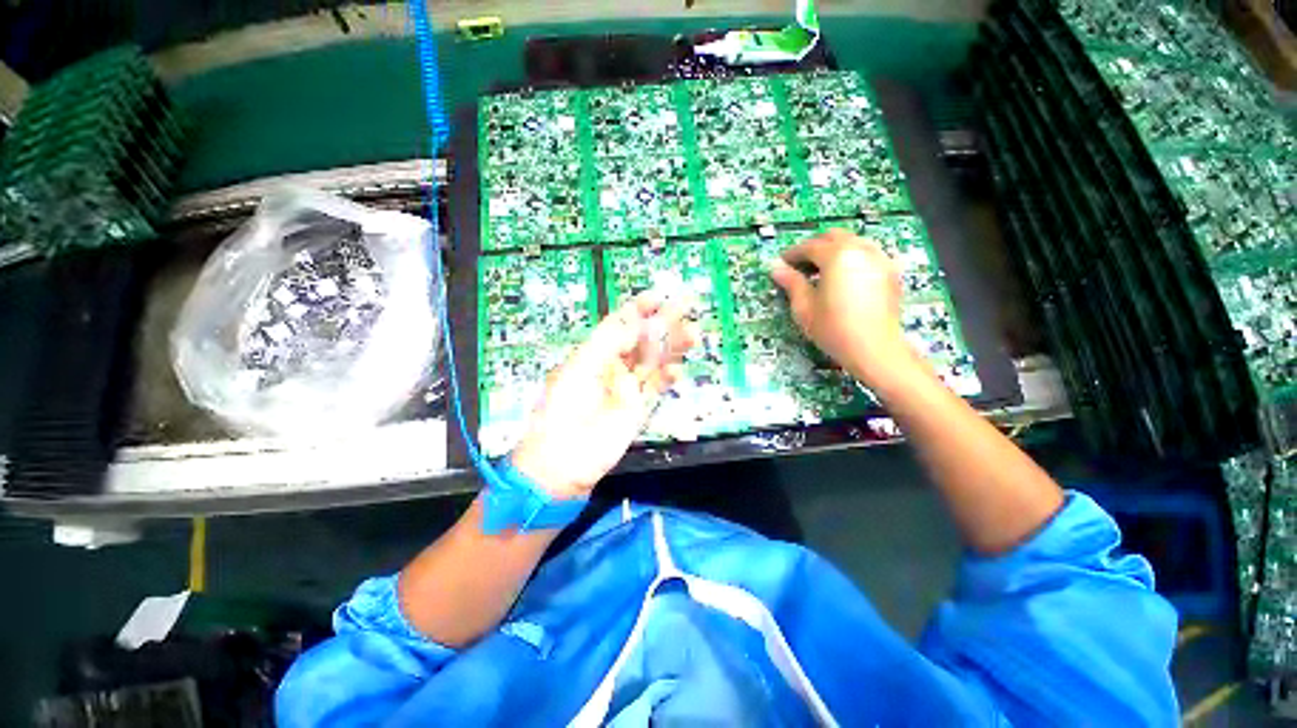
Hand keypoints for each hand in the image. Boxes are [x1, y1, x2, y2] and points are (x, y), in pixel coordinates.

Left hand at [510, 292, 696, 498]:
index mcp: (595, 353)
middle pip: (643, 339)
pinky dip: (669, 378)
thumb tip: (636, 322)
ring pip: (655, 361)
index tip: (657, 296)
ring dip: (673, 347)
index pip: (620, 325)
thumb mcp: (580, 368)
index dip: (637, 310)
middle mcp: (614, 366)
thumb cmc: (562, 408)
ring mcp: (628, 387)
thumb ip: (609, 344)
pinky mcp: (639, 408)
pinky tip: (678, 369)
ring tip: (692, 332)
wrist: (563, 459)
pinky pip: (657, 388)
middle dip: (663, 323)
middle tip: (685, 306)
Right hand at [769, 228, 914, 386]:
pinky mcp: (891, 271)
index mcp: (837, 256)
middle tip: (800, 266)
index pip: (810, 246)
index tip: (781, 264)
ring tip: (822, 271)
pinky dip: (853, 258)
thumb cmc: (833, 329)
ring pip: (853, 242)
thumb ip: (791, 282)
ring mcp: (880, 258)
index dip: (792, 254)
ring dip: (834, 250)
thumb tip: (775, 267)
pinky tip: (846, 277)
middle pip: (834, 236)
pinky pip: (869, 253)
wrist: (875, 349)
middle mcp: (861, 249)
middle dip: (814, 247)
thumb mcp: (804, 307)